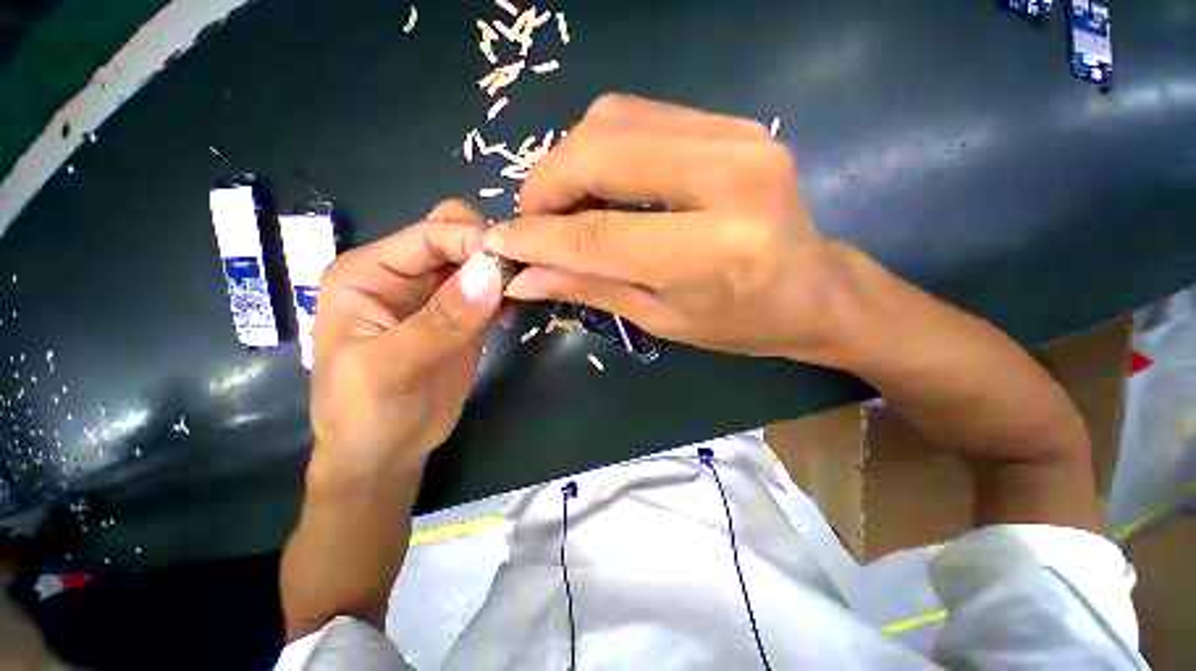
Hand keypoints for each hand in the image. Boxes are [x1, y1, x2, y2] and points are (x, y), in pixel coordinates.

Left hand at [308, 200, 503, 486]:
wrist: (384, 454)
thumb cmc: (366, 415)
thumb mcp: (390, 368)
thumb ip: (441, 320)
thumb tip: (492, 273)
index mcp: (371, 272)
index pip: (431, 233)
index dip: (473, 240)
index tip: (513, 263)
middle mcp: (403, 274)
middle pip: (456, 236)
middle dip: (490, 251)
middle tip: (517, 280)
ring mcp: (435, 295)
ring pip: (478, 262)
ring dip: (503, 274)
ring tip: (518, 302)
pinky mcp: (461, 317)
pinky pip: (490, 291)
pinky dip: (506, 295)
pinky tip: (510, 318)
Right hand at [483, 94, 854, 363]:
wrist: (814, 289)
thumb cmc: (740, 322)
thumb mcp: (661, 319)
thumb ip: (590, 288)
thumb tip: (522, 277)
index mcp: (711, 252)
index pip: (597, 234)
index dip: (537, 236)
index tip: (499, 241)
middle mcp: (727, 179)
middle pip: (599, 152)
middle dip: (546, 185)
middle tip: (534, 221)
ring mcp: (736, 136)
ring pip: (613, 119)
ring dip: (570, 161)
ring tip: (565, 205)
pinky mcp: (734, 123)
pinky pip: (641, 114)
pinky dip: (603, 146)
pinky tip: (601, 183)